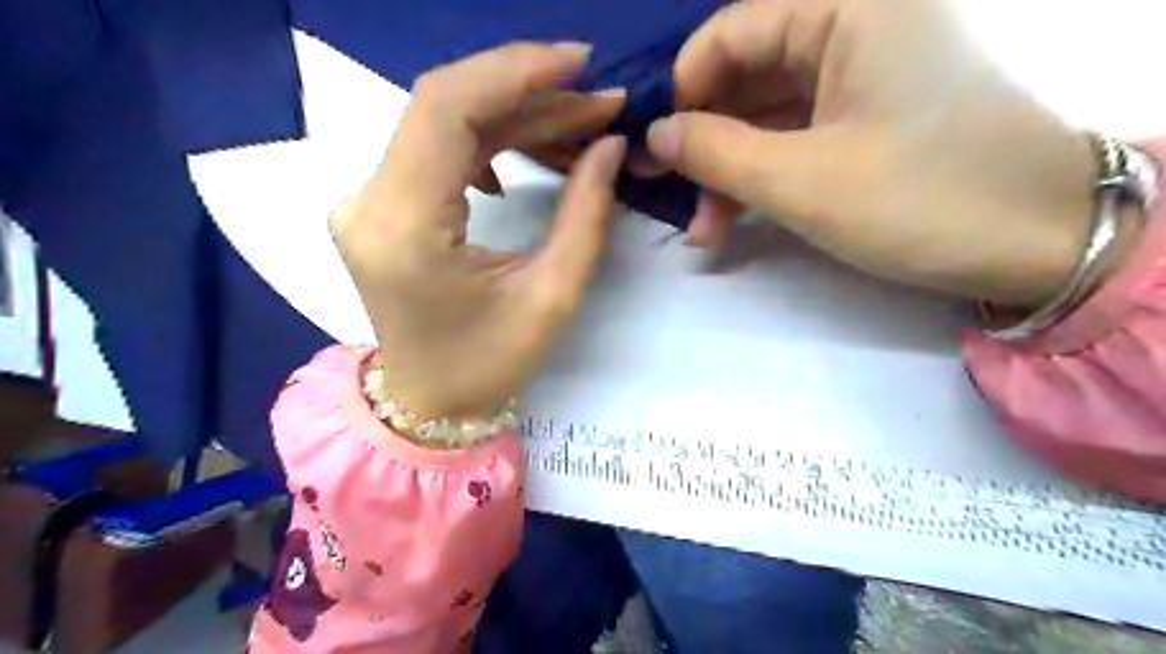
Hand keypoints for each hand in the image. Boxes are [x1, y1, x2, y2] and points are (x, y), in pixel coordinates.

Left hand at [333, 42, 629, 419]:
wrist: (428, 402)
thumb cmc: (489, 364)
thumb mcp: (552, 296)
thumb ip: (586, 214)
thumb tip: (611, 145)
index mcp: (405, 228)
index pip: (448, 109)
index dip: (515, 72)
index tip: (579, 63)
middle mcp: (368, 201)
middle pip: (446, 106)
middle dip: (529, 93)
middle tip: (597, 102)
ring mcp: (365, 200)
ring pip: (445, 124)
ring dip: (516, 116)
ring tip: (579, 127)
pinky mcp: (379, 205)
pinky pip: (436, 149)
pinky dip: (490, 139)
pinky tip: (528, 154)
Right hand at [651, 1, 1103, 305]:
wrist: (1040, 241)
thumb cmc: (921, 198)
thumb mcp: (801, 180)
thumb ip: (716, 152)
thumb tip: (656, 135)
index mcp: (847, 8)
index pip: (732, 31)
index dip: (683, 89)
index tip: (654, 148)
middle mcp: (853, 27)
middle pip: (746, 77)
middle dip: (702, 141)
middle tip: (662, 192)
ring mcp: (860, 78)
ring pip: (766, 115)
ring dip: (726, 172)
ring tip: (700, 231)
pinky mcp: (866, 120)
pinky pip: (793, 137)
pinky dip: (760, 177)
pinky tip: (732, 221)